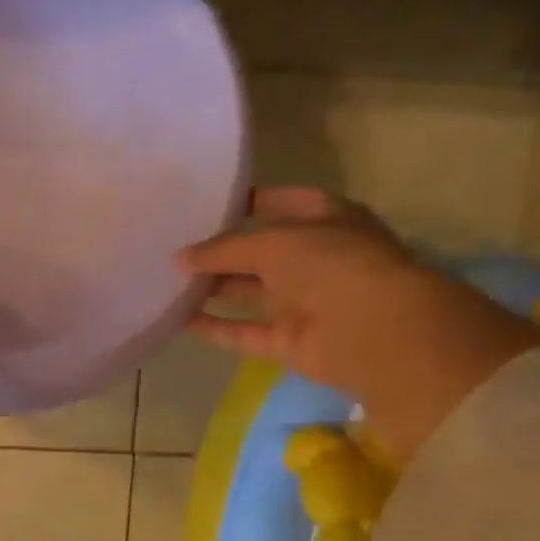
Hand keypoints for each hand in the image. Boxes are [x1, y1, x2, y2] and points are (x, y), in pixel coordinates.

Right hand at [174, 187, 539, 461]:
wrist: (372, 330)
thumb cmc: (331, 265)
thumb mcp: (272, 243)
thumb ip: (222, 249)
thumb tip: (178, 258)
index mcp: (327, 222)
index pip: (286, 203)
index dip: (251, 201)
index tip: (209, 203)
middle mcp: (315, 259)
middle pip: (260, 252)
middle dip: (222, 249)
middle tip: (175, 245)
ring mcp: (302, 302)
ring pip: (248, 292)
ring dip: (212, 288)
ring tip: (168, 281)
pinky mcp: (286, 339)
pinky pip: (242, 331)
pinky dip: (213, 326)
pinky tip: (178, 319)